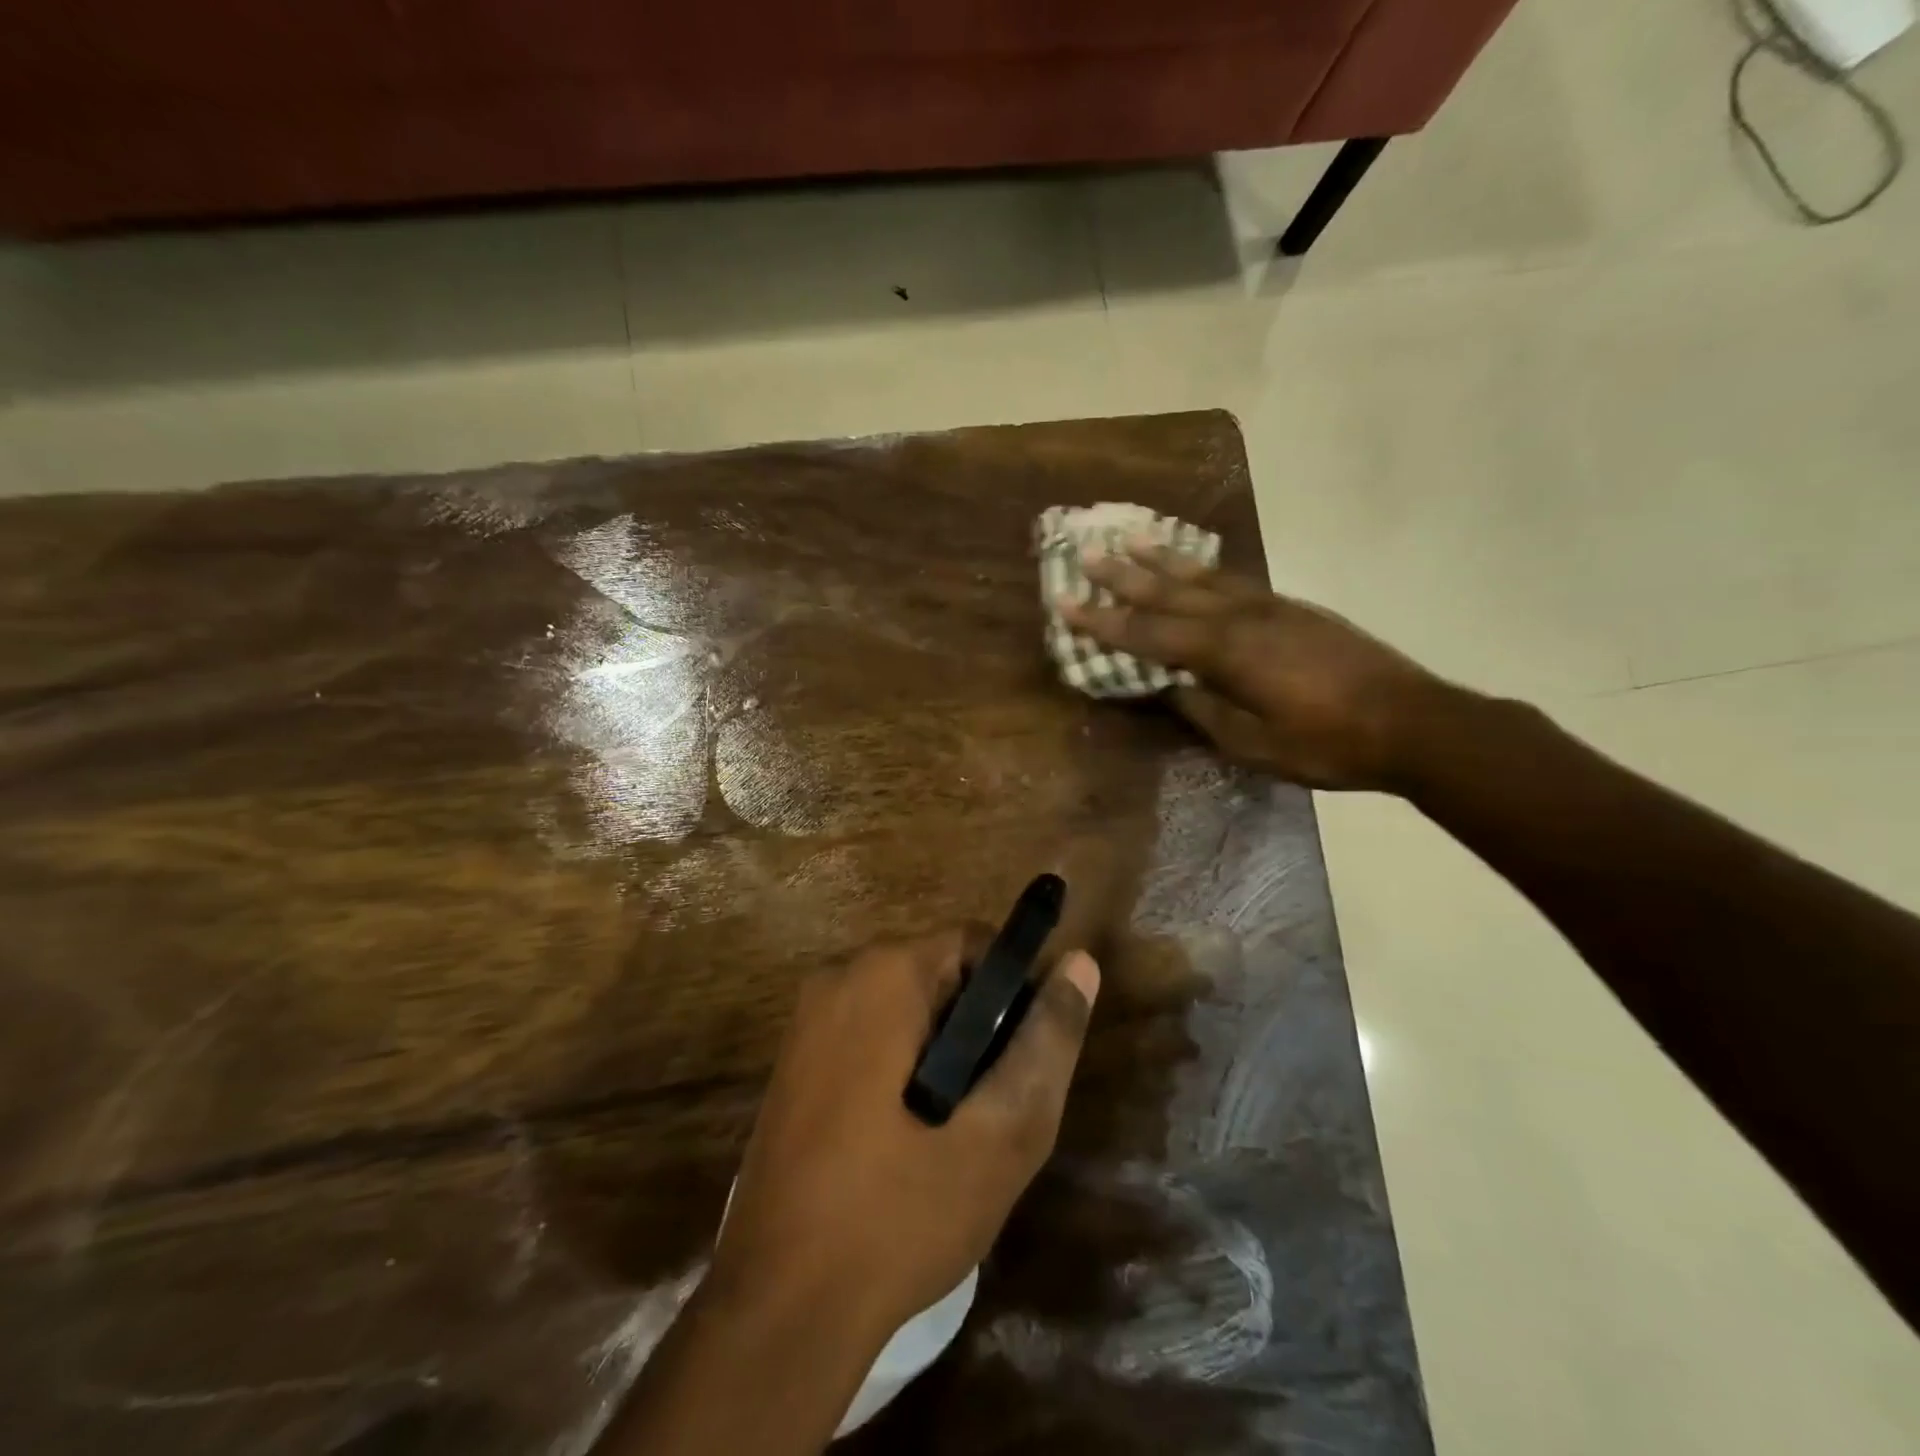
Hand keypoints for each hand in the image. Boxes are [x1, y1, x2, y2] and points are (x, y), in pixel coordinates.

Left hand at [712, 931, 1100, 1343]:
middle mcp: (838, 977)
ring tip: (955, 1135)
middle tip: (992, 1111)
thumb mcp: (999, 1133)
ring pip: (906, 1009)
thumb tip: (1079, 963)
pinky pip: (869, 1036)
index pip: (977, 943)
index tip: (1025, 1062)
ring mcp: (807, 1020)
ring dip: (942, 1054)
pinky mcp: (793, 1060)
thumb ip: (1046, 1042)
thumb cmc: (898, 1215)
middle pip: (940, 974)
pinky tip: (907, 1142)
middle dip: (978, 1029)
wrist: (778, 1310)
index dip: (1016, 993)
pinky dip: (901, 1069)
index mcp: (884, 974)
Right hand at [1058, 542, 1449, 790]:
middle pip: (1172, 591)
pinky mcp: (1294, 608)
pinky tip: (1196, 566)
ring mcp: (1271, 607)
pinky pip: (1235, 580)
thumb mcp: (1253, 743)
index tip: (1065, 603)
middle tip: (1089, 552)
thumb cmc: (1327, 744)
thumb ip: (1204, 710)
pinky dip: (1206, 569)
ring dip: (1164, 559)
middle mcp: (1242, 617)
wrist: (1413, 722)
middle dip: (1125, 575)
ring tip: (1134, 539)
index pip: (1148, 633)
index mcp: (1225, 652)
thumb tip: (1169, 687)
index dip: (1103, 621)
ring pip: (1205, 576)